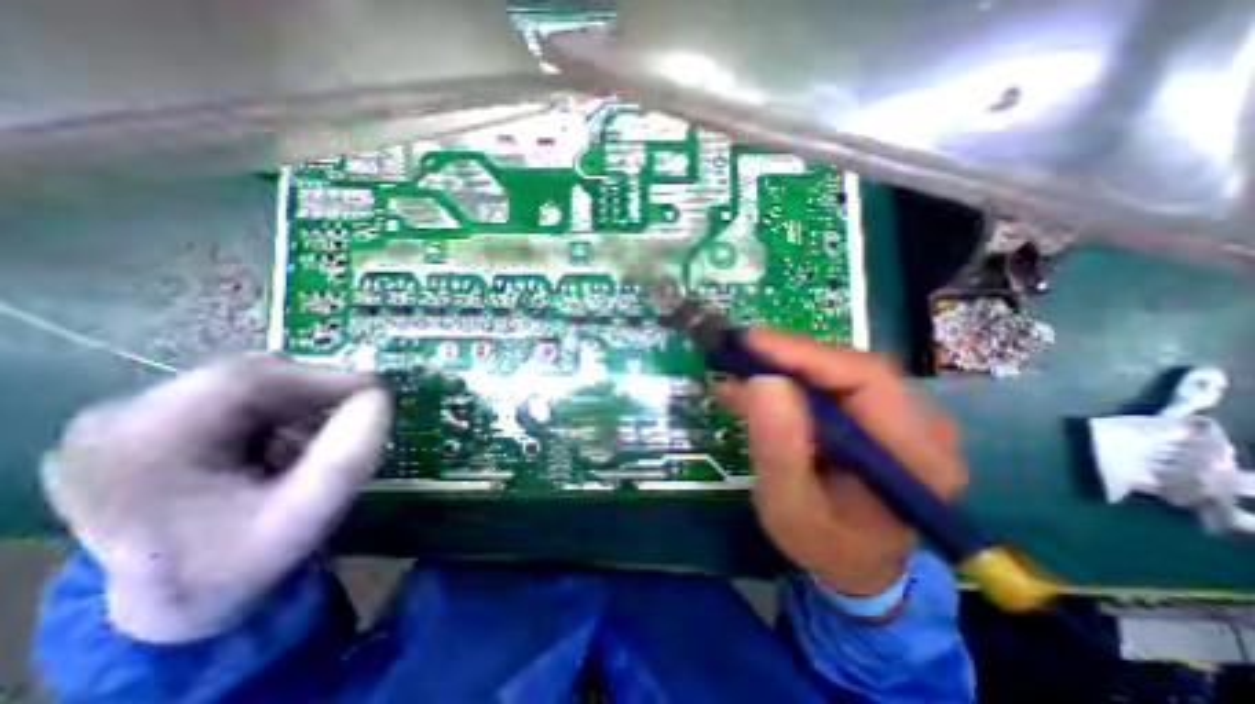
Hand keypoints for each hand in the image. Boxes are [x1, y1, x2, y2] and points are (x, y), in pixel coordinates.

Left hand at [44, 360, 389, 640]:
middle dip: (316, 396)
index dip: (325, 378)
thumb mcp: (304, 519)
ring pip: (253, 385)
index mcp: (137, 448)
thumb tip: (379, 398)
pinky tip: (289, 445)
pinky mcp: (155, 420)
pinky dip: (284, 412)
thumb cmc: (240, 564)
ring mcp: (132, 418)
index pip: (249, 380)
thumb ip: (346, 460)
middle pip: (252, 378)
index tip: (378, 393)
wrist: (179, 598)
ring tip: (319, 443)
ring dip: (302, 406)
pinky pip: (243, 396)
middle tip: (358, 418)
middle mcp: (119, 421)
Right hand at [709, 329, 962, 594]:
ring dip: (783, 367)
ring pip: (835, 369)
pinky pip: (829, 381)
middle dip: (787, 357)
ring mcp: (901, 414)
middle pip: (850, 367)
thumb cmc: (825, 545)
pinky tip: (755, 384)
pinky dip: (788, 378)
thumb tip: (762, 381)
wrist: (855, 560)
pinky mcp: (876, 411)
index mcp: (915, 457)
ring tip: (738, 371)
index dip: (805, 354)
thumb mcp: (790, 513)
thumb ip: (779, 452)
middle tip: (736, 355)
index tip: (751, 342)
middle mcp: (921, 425)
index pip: (866, 379)